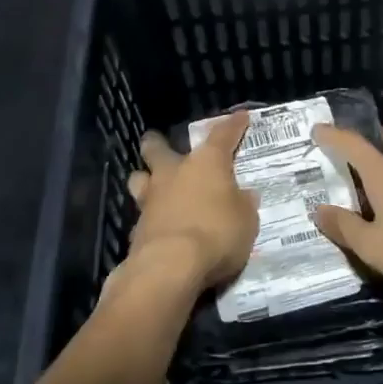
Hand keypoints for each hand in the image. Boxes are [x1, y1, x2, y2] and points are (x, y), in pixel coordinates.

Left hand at [123, 111, 257, 294]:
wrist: (170, 267)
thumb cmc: (217, 234)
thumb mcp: (246, 221)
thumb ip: (244, 205)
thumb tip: (244, 195)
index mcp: (207, 163)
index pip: (223, 135)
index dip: (233, 125)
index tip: (241, 116)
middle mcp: (174, 173)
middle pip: (157, 147)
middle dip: (158, 143)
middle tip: (162, 145)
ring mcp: (150, 199)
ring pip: (139, 177)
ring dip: (145, 178)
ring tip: (153, 185)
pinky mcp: (136, 228)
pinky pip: (141, 215)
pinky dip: (150, 218)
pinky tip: (157, 226)